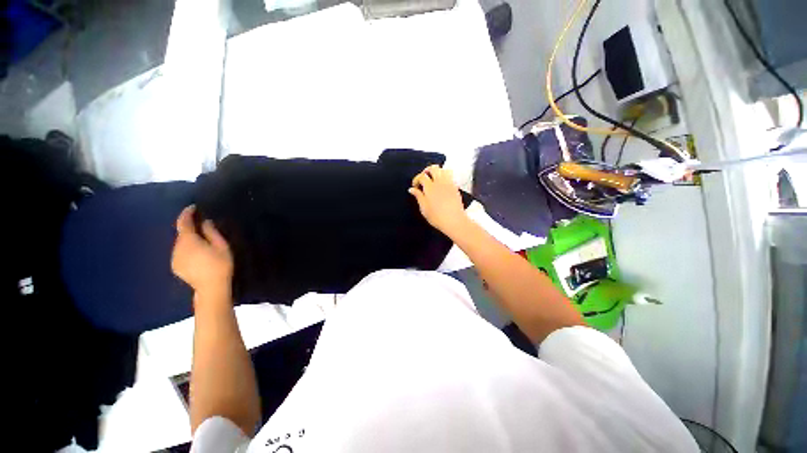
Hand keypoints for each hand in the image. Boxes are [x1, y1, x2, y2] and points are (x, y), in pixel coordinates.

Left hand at [172, 205, 232, 297]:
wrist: (211, 288)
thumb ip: (211, 232)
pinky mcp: (176, 266)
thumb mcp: (221, 246)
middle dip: (190, 228)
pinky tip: (198, 255)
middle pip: (182, 233)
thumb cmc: (219, 265)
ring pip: (181, 244)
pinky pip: (180, 252)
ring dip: (189, 240)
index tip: (193, 207)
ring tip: (202, 242)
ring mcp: (174, 258)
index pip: (183, 222)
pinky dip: (187, 249)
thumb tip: (205, 222)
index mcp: (188, 240)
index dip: (187, 213)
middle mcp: (177, 247)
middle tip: (202, 226)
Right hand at [409, 165, 470, 237]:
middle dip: (426, 171)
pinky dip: (444, 177)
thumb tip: (412, 189)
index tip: (415, 186)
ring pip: (443, 170)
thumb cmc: (437, 217)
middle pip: (433, 168)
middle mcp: (440, 182)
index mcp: (430, 187)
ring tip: (433, 180)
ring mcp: (449, 183)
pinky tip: (441, 185)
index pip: (422, 176)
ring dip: (437, 172)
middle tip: (423, 179)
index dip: (416, 179)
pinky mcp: (455, 187)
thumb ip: (418, 196)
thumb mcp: (424, 208)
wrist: (454, 221)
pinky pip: (450, 176)